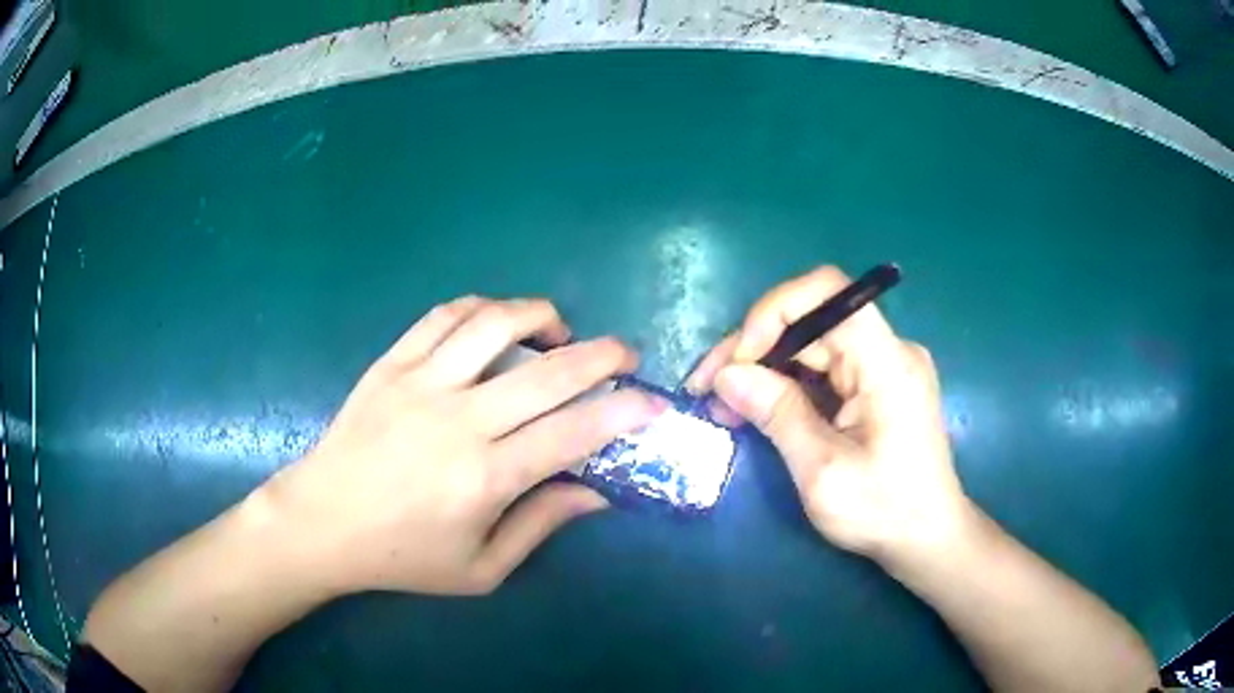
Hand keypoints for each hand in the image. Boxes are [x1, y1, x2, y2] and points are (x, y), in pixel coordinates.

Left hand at [260, 296, 663, 595]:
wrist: (322, 523)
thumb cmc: (402, 556)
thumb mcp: (480, 567)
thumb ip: (541, 525)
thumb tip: (596, 492)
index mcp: (485, 478)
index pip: (574, 433)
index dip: (624, 412)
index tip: (653, 403)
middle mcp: (459, 420)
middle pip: (548, 371)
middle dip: (603, 355)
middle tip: (626, 354)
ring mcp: (420, 383)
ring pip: (494, 323)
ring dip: (541, 315)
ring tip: (559, 331)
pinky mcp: (390, 364)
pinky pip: (443, 316)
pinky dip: (481, 308)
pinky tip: (496, 322)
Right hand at [687, 267, 970, 562]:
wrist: (928, 537)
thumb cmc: (883, 511)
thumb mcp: (822, 471)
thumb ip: (777, 415)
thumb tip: (727, 375)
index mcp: (886, 362)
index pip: (827, 292)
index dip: (772, 311)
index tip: (737, 360)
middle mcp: (889, 350)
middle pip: (811, 320)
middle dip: (754, 348)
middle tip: (706, 388)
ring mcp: (884, 367)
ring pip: (812, 345)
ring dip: (765, 369)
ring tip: (723, 407)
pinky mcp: (877, 386)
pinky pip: (825, 369)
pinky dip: (787, 385)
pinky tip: (757, 410)